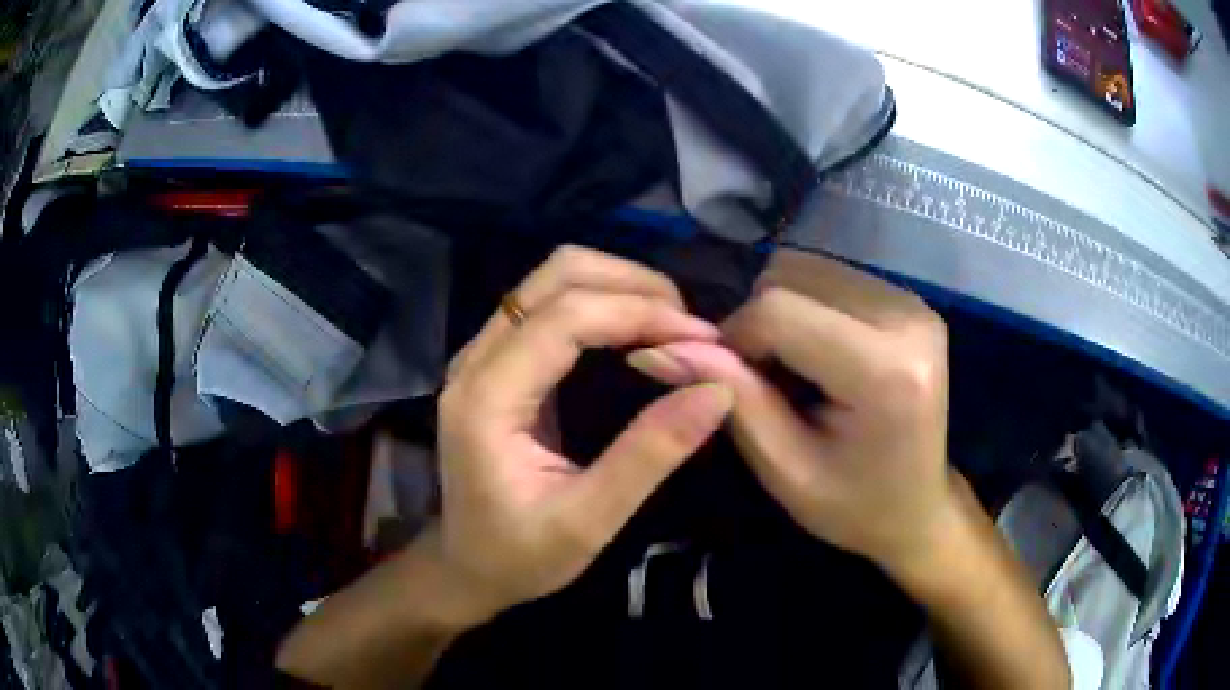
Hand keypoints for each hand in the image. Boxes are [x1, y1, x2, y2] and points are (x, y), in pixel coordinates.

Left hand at [437, 246, 733, 623]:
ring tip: (671, 322)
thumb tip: (716, 390)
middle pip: (555, 275)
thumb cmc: (519, 556)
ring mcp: (480, 355)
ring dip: (617, 286)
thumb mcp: (588, 521)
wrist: (465, 566)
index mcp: (487, 398)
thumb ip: (649, 455)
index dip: (640, 311)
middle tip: (688, 323)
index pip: (565, 316)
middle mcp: (475, 360)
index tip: (703, 335)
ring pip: (551, 280)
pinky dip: (600, 303)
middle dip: (631, 283)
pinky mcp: (495, 361)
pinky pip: (549, 305)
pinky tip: (636, 330)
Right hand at [626, 249, 955, 574]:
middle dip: (760, 322)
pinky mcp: (911, 299)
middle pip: (792, 273)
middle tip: (769, 383)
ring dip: (782, 311)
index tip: (733, 384)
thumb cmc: (853, 506)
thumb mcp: (784, 468)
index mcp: (885, 370)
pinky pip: (832, 276)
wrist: (920, 508)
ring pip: (808, 266)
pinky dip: (808, 307)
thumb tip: (656, 347)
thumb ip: (730, 398)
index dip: (735, 339)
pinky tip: (821, 356)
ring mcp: (914, 302)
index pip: (778, 310)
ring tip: (798, 371)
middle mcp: (908, 319)